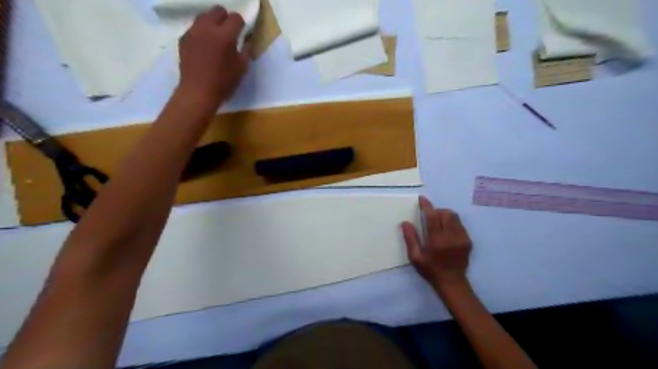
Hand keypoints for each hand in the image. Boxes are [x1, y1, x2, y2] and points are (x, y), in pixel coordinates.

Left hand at [178, 8, 250, 103]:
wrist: (198, 91)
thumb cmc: (224, 82)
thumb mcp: (242, 68)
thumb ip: (246, 50)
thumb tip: (246, 40)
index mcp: (225, 36)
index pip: (235, 18)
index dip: (241, 25)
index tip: (242, 34)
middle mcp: (207, 28)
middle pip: (218, 10)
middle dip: (226, 19)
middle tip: (229, 33)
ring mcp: (193, 32)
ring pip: (204, 16)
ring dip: (212, 22)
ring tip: (216, 37)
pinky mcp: (184, 38)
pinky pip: (194, 27)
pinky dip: (202, 32)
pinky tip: (205, 46)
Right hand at [402, 196, 472, 291]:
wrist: (452, 283)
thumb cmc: (430, 270)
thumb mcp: (415, 257)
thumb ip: (410, 238)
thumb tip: (405, 223)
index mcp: (437, 241)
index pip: (432, 217)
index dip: (427, 206)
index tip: (421, 199)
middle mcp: (451, 237)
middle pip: (446, 213)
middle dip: (437, 211)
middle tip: (429, 217)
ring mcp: (462, 238)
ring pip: (455, 217)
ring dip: (445, 215)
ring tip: (438, 223)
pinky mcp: (468, 241)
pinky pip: (460, 225)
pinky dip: (451, 223)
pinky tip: (446, 232)